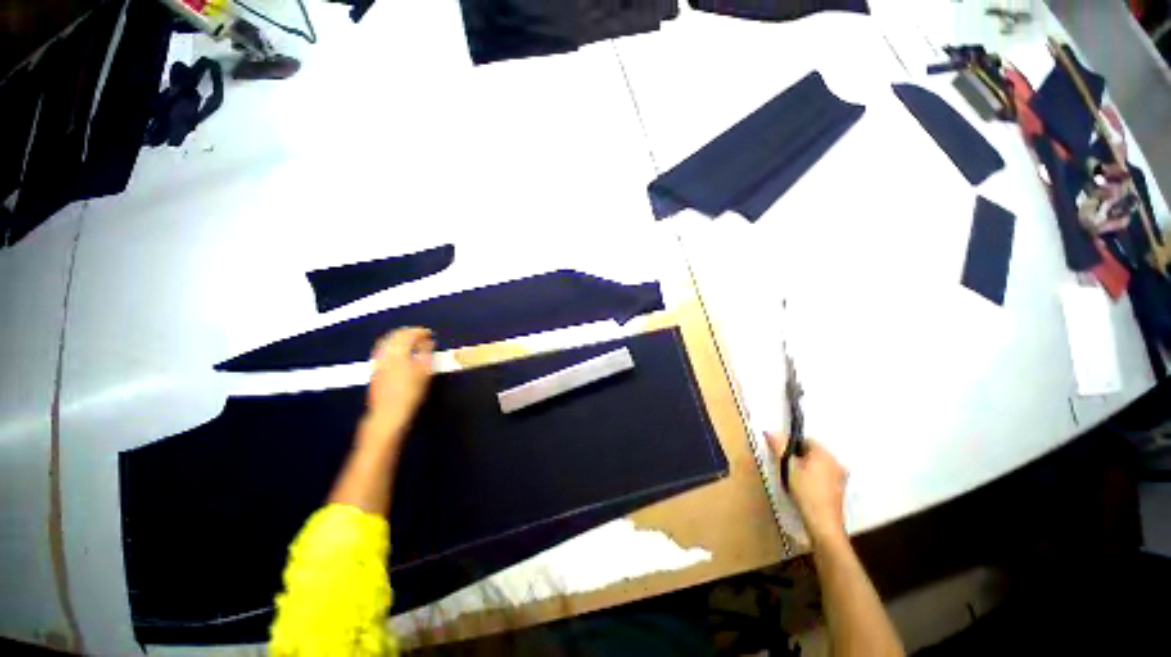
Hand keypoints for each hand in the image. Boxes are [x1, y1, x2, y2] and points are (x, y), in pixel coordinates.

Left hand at [366, 327, 434, 433]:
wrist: (388, 413)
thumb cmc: (410, 393)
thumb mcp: (424, 372)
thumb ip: (426, 354)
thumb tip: (428, 342)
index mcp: (398, 352)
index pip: (408, 334)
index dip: (420, 331)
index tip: (429, 333)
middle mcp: (385, 354)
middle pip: (394, 336)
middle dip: (408, 333)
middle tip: (420, 335)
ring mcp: (378, 362)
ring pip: (386, 342)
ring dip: (398, 338)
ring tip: (410, 342)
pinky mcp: (374, 370)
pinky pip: (381, 350)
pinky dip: (391, 346)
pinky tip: (397, 352)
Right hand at [766, 433, 846, 544]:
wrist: (823, 523)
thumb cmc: (805, 491)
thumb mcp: (787, 467)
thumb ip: (779, 447)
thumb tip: (769, 431)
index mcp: (825, 453)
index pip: (806, 440)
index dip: (791, 446)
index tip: (783, 457)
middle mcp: (836, 462)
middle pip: (813, 453)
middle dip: (799, 458)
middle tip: (787, 469)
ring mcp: (841, 477)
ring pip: (819, 465)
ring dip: (807, 469)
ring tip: (795, 481)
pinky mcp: (840, 491)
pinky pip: (824, 477)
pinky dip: (814, 479)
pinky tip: (806, 490)